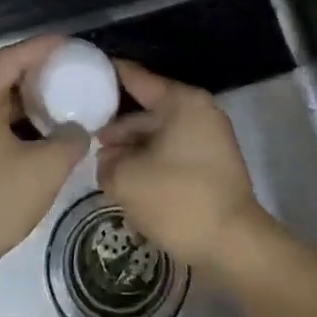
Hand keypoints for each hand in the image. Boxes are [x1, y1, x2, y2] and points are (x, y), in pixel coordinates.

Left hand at [0, 35, 87, 274]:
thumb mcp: (46, 169)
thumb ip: (71, 140)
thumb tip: (77, 129)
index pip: (11, 57)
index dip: (42, 47)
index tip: (67, 43)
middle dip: (14, 67)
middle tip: (42, 77)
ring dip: (1, 91)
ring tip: (34, 104)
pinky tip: (17, 133)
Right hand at [95, 60, 267, 268]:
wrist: (233, 245)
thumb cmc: (178, 200)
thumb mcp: (126, 179)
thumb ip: (107, 161)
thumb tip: (109, 159)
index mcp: (182, 102)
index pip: (137, 78)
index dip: (108, 75)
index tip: (83, 71)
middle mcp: (199, 112)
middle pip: (148, 111)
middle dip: (117, 127)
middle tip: (84, 137)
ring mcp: (209, 139)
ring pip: (159, 135)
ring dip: (132, 149)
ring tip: (102, 165)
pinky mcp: (212, 166)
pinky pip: (173, 153)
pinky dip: (151, 162)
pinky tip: (127, 179)